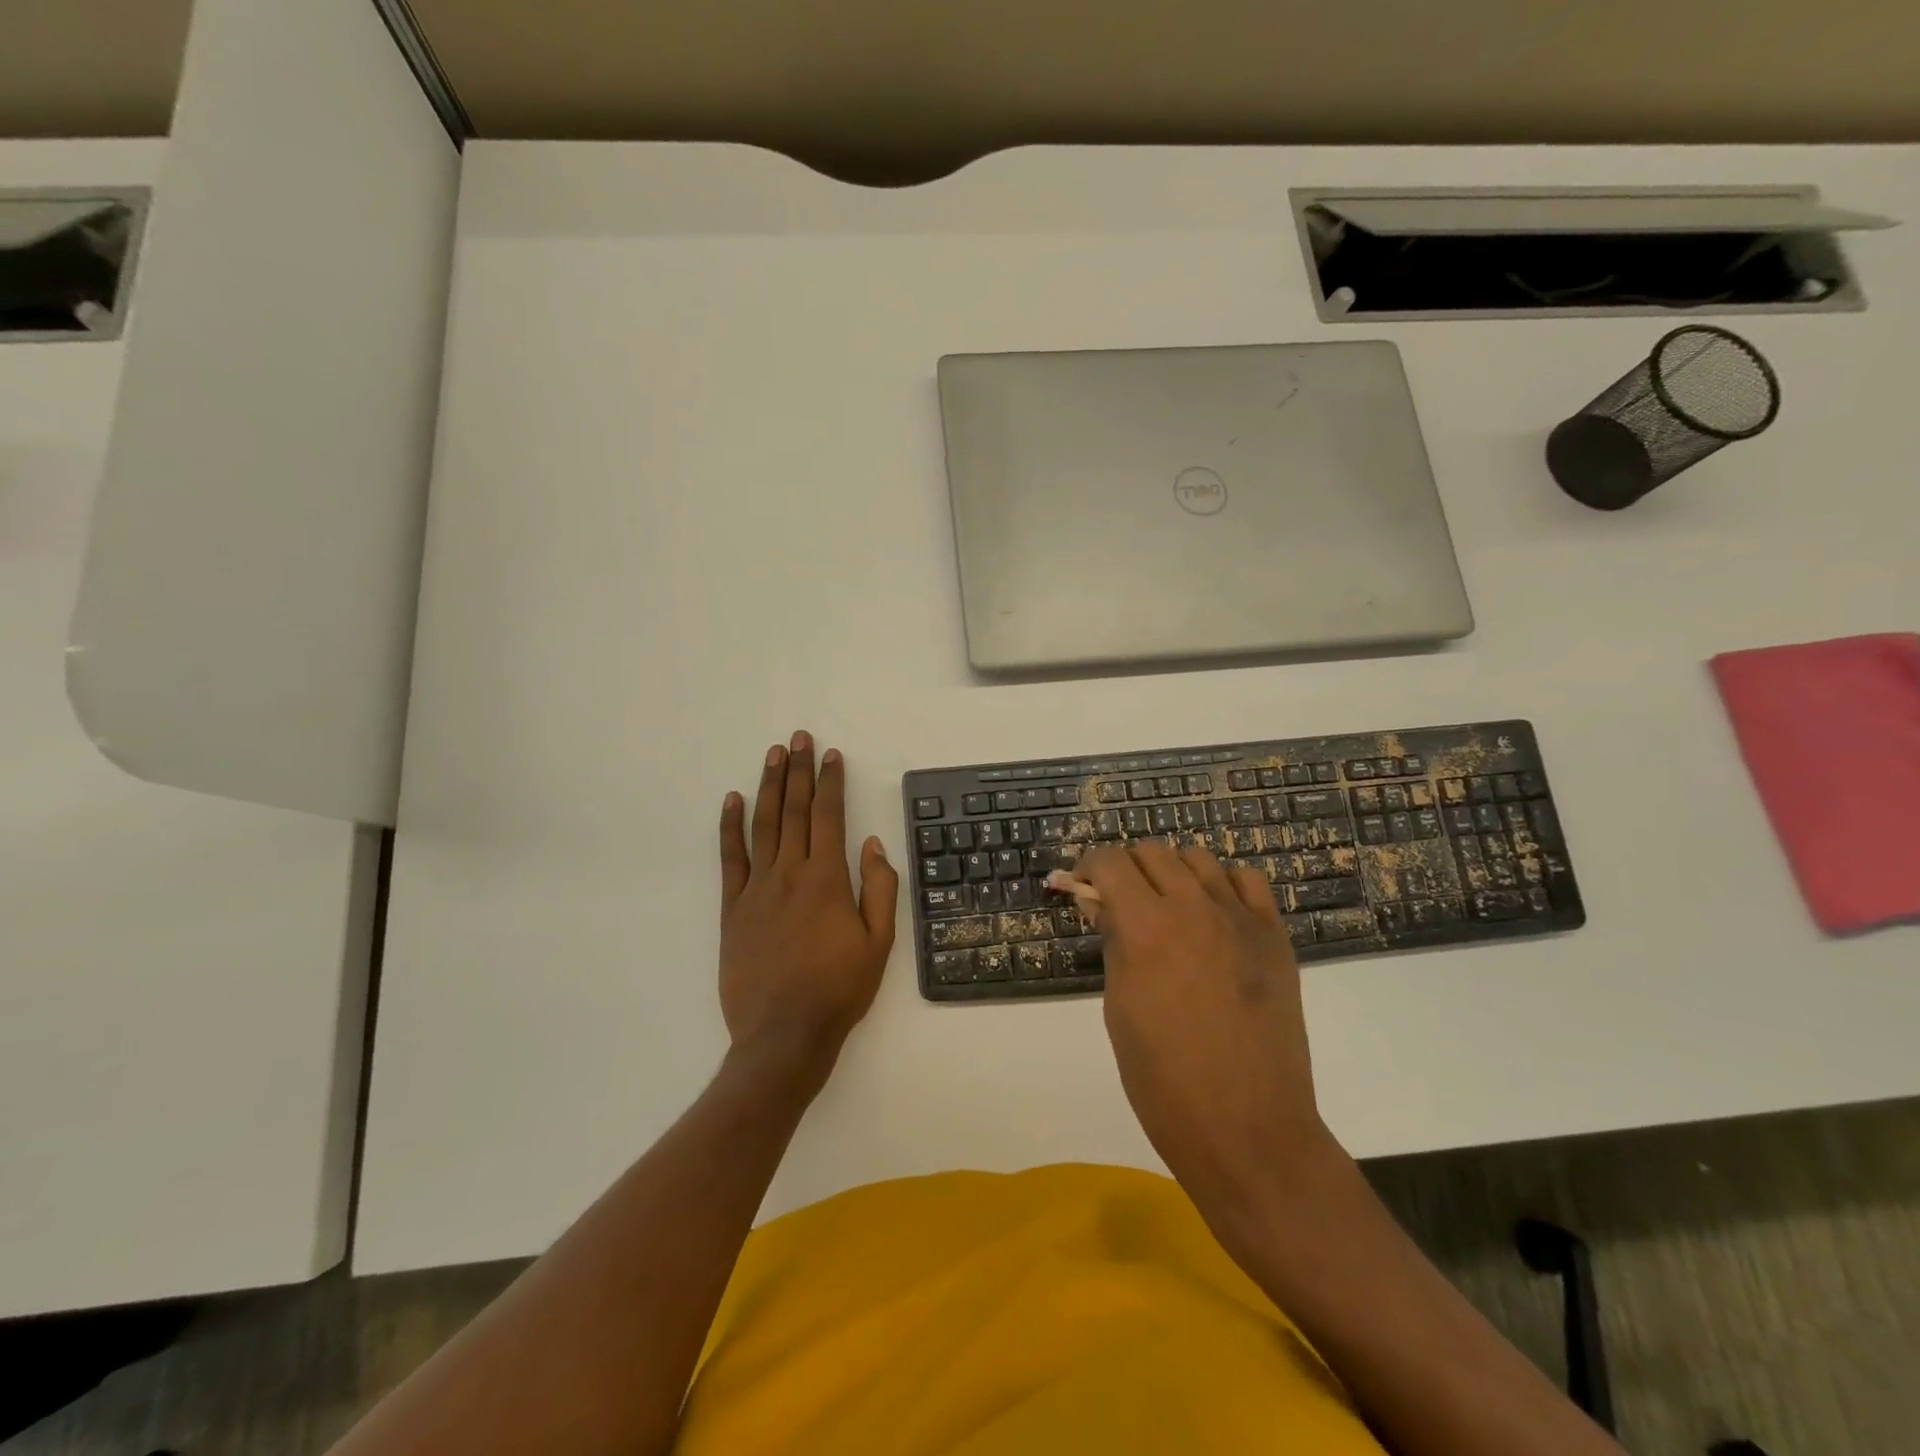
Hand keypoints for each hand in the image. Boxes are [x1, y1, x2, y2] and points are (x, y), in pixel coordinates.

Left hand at [718, 731, 898, 1090]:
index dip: (831, 782)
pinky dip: (729, 827)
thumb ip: (879, 888)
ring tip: (773, 755)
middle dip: (798, 771)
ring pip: (762, 826)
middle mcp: (789, 874)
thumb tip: (873, 844)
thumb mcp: (879, 943)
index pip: (828, 816)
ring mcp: (756, 889)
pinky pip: (730, 859)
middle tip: (798, 738)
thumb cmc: (839, 989)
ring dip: (768, 786)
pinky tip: (731, 801)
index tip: (831, 755)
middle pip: (794, 811)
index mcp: (827, 879)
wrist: (784, 1035)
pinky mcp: (733, 910)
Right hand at [1078, 842, 1334, 1211]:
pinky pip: (1247, 881)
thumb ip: (1112, 943)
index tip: (1084, 887)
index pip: (1110, 862)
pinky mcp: (1275, 936)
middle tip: (1120, 902)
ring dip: (1173, 872)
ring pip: (1198, 858)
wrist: (1247, 1130)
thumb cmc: (1163, 1081)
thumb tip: (1100, 904)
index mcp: (1146, 928)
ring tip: (1167, 907)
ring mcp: (1241, 919)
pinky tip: (1214, 914)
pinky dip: (1223, 885)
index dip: (1090, 867)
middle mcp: (1194, 908)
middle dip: (1127, 869)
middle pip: (1152, 852)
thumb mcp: (1119, 1008)